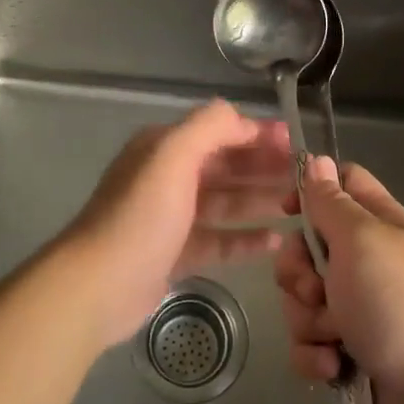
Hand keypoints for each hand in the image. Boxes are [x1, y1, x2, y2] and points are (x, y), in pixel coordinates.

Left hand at [61, 101, 290, 345]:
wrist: (98, 285)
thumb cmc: (141, 215)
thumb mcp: (173, 155)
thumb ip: (210, 126)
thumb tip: (243, 119)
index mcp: (164, 147)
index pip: (219, 131)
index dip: (257, 134)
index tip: (295, 143)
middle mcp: (167, 176)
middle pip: (225, 166)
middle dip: (263, 168)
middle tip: (304, 177)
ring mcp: (171, 217)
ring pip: (225, 203)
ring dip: (259, 201)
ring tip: (298, 206)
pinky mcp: (175, 254)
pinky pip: (218, 241)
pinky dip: (245, 239)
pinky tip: (275, 241)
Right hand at [274, 155, 403, 403]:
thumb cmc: (400, 303)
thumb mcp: (361, 239)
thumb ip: (331, 202)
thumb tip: (318, 161)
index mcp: (377, 224)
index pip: (341, 184)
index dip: (310, 191)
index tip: (285, 211)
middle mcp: (366, 262)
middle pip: (307, 247)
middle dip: (297, 271)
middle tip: (315, 289)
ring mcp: (358, 309)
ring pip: (301, 299)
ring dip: (308, 319)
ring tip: (334, 338)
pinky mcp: (347, 354)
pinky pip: (308, 344)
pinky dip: (315, 357)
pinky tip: (334, 368)